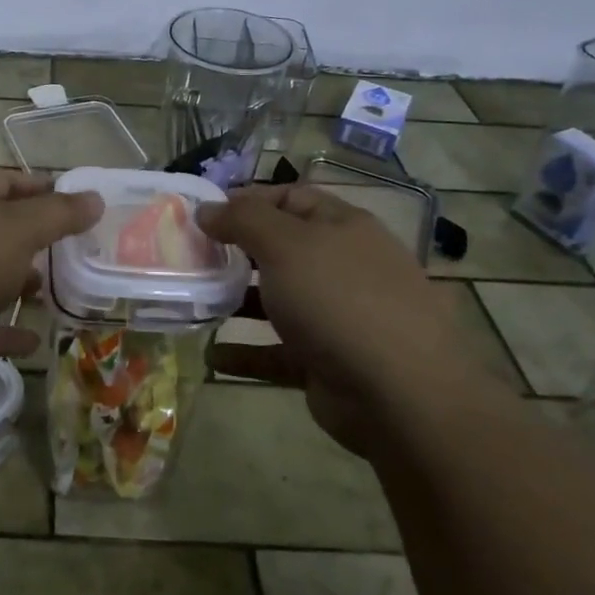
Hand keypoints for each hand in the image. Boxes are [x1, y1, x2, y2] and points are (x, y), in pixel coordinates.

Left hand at [0, 169, 102, 399]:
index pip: (1, 181)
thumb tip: (94, 197)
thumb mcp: (19, 229)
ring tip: (50, 291)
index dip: (36, 186)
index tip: (71, 197)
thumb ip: (58, 215)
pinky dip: (4, 332)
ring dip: (14, 284)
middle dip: (28, 238)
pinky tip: (34, 341)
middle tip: (68, 249)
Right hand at [195, 184, 474, 454]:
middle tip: (193, 256)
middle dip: (237, 252)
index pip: (291, 198)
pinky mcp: (328, 362)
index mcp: (343, 228)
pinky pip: (278, 352)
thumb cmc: (340, 300)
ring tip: (197, 301)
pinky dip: (247, 353)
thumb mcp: (285, 245)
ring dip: (238, 302)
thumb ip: (243, 220)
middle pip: (283, 250)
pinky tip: (213, 356)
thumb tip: (207, 209)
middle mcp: (343, 267)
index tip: (205, 213)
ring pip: (279, 301)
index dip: (248, 200)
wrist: (401, 395)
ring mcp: (338, 317)